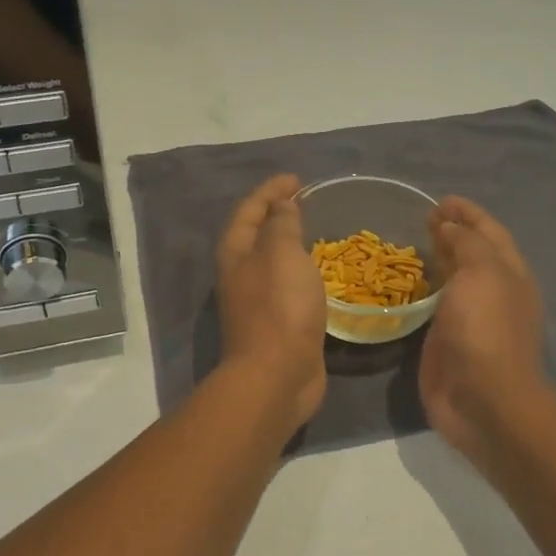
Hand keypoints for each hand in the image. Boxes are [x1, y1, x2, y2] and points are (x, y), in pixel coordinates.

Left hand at [214, 174, 328, 429]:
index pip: (249, 209)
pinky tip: (320, 273)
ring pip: (271, 261)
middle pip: (255, 234)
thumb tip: (281, 208)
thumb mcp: (281, 253)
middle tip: (305, 202)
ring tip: (315, 232)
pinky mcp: (277, 324)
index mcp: (236, 253)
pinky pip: (287, 285)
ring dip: (289, 243)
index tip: (297, 180)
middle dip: (276, 214)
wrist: (277, 375)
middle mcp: (240, 274)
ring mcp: (257, 301)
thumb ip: (281, 226)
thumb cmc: (279, 307)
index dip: (271, 190)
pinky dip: (300, 271)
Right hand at [419, 197, 550, 467]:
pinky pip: (435, 305)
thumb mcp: (483, 273)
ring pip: (454, 278)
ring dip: (438, 259)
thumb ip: (468, 244)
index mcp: (509, 274)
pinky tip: (407, 283)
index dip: (468, 213)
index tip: (440, 200)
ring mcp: (469, 318)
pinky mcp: (446, 340)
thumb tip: (451, 228)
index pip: (489, 232)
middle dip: (452, 232)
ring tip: (413, 243)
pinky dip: (424, 288)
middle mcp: (493, 292)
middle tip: (423, 218)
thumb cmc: (485, 330)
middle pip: (473, 253)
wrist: (483, 400)